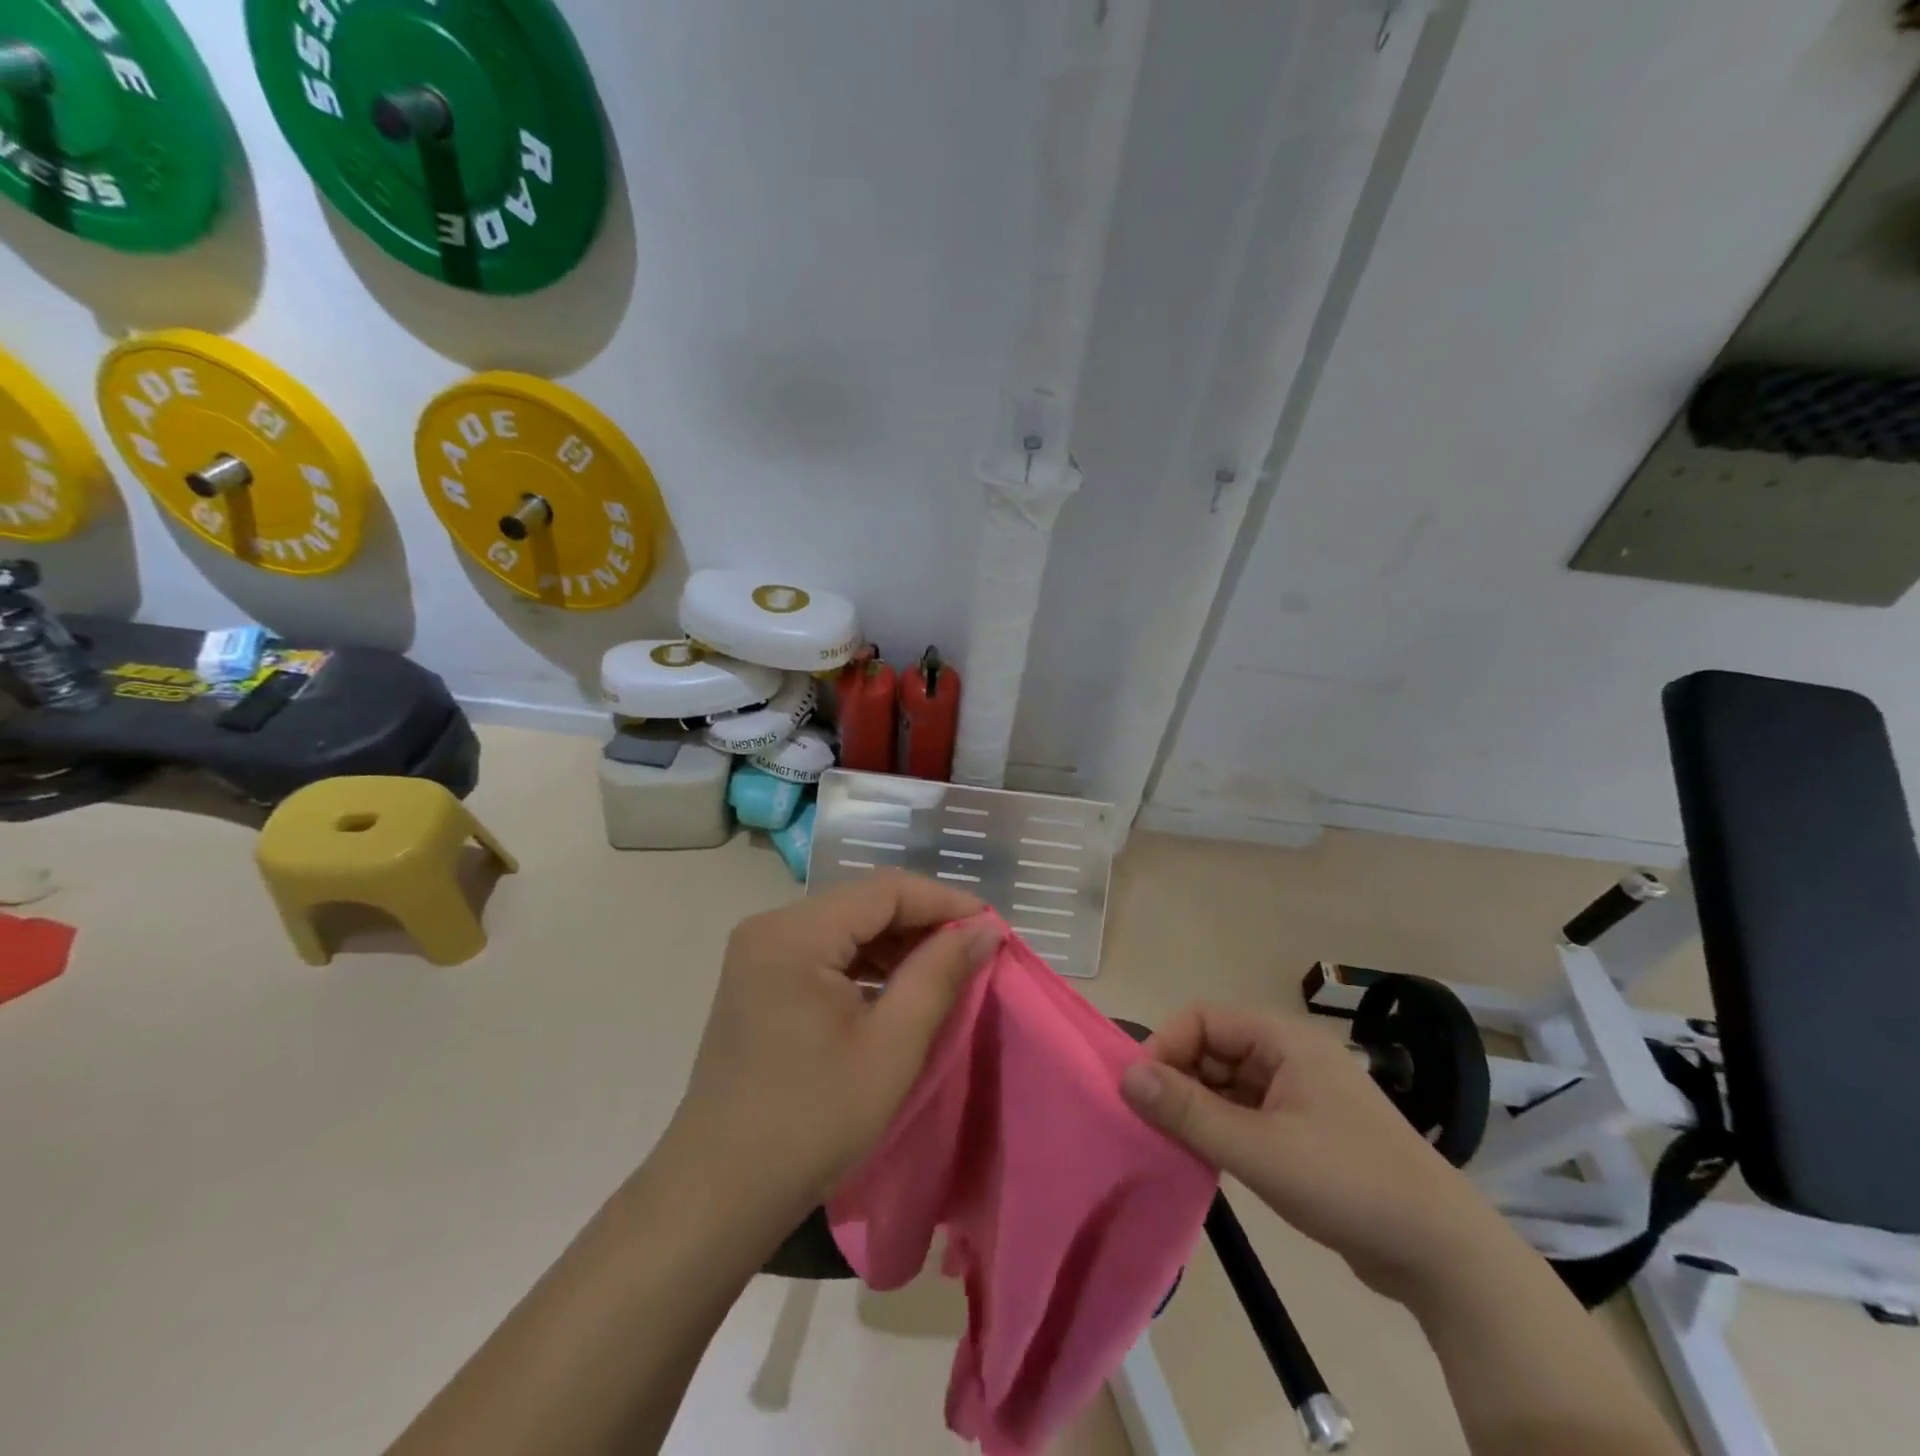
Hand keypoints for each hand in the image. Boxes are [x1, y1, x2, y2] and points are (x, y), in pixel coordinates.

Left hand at [664, 871, 1001, 1228]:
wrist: (719, 1192)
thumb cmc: (812, 1120)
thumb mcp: (891, 1047)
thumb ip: (940, 974)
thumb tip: (986, 927)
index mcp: (794, 933)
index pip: (885, 890)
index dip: (944, 902)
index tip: (992, 928)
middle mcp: (771, 926)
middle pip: (863, 902)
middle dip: (923, 923)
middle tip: (975, 953)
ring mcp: (760, 952)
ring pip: (846, 926)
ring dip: (897, 944)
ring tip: (945, 972)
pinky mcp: (760, 978)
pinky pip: (825, 951)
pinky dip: (867, 964)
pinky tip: (898, 989)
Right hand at [1120, 1005, 1511, 1306]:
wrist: (1444, 1256)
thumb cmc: (1348, 1184)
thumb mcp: (1259, 1149)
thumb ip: (1189, 1111)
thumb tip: (1126, 1076)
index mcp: (1283, 1039)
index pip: (1203, 1019)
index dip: (1166, 1047)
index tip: (1141, 1093)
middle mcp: (1289, 1054)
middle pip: (1213, 1048)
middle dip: (1179, 1080)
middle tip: (1153, 1126)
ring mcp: (1298, 1092)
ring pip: (1226, 1082)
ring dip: (1198, 1107)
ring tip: (1174, 1145)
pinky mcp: (1304, 1128)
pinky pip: (1245, 1111)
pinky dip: (1221, 1128)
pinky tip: (1205, 1158)